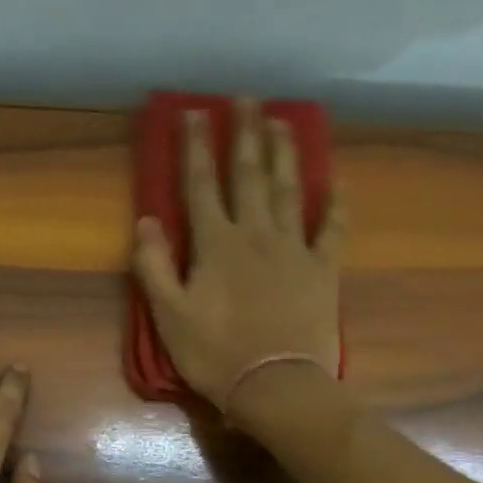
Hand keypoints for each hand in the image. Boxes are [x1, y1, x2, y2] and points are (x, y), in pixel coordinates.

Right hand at [132, 97, 343, 414]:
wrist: (276, 385)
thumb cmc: (214, 353)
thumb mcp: (169, 315)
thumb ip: (154, 266)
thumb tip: (146, 220)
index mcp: (216, 245)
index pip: (201, 185)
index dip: (195, 147)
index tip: (193, 112)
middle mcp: (256, 235)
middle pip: (249, 175)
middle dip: (244, 134)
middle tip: (245, 98)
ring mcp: (294, 249)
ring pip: (289, 190)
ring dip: (284, 153)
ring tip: (282, 121)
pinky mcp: (322, 269)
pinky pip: (331, 229)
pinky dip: (335, 204)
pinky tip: (336, 182)